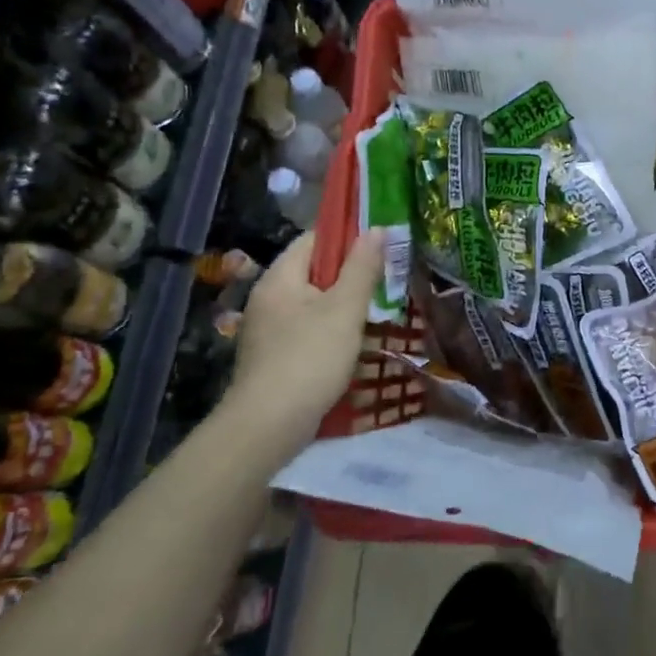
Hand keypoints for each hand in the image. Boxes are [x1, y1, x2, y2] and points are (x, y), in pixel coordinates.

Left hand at [221, 229, 383, 450]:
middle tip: (387, 278)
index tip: (382, 245)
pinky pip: (307, 328)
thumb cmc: (309, 358)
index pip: (315, 239)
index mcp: (280, 277)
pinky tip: (353, 342)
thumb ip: (362, 267)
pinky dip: (331, 328)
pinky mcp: (273, 356)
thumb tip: (377, 228)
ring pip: (313, 302)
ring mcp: (268, 329)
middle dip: (350, 273)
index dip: (348, 236)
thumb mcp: (345, 309)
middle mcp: (268, 297)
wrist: (268, 426)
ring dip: (343, 304)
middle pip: (314, 271)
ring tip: (377, 310)